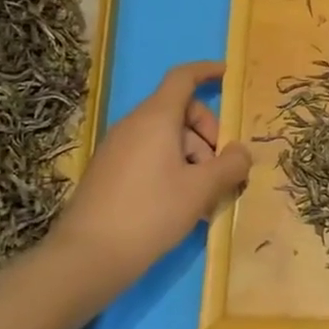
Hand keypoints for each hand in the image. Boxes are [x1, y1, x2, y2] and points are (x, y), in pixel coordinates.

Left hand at [56, 61, 251, 277]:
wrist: (87, 257)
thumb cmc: (150, 213)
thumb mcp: (200, 190)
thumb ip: (229, 165)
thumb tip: (242, 152)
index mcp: (155, 118)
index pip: (183, 78)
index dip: (207, 71)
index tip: (228, 76)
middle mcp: (134, 125)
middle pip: (180, 112)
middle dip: (208, 134)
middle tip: (221, 170)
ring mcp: (118, 149)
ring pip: (167, 138)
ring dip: (193, 158)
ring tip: (205, 198)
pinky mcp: (110, 173)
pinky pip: (150, 157)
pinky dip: (173, 170)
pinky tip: (183, 206)